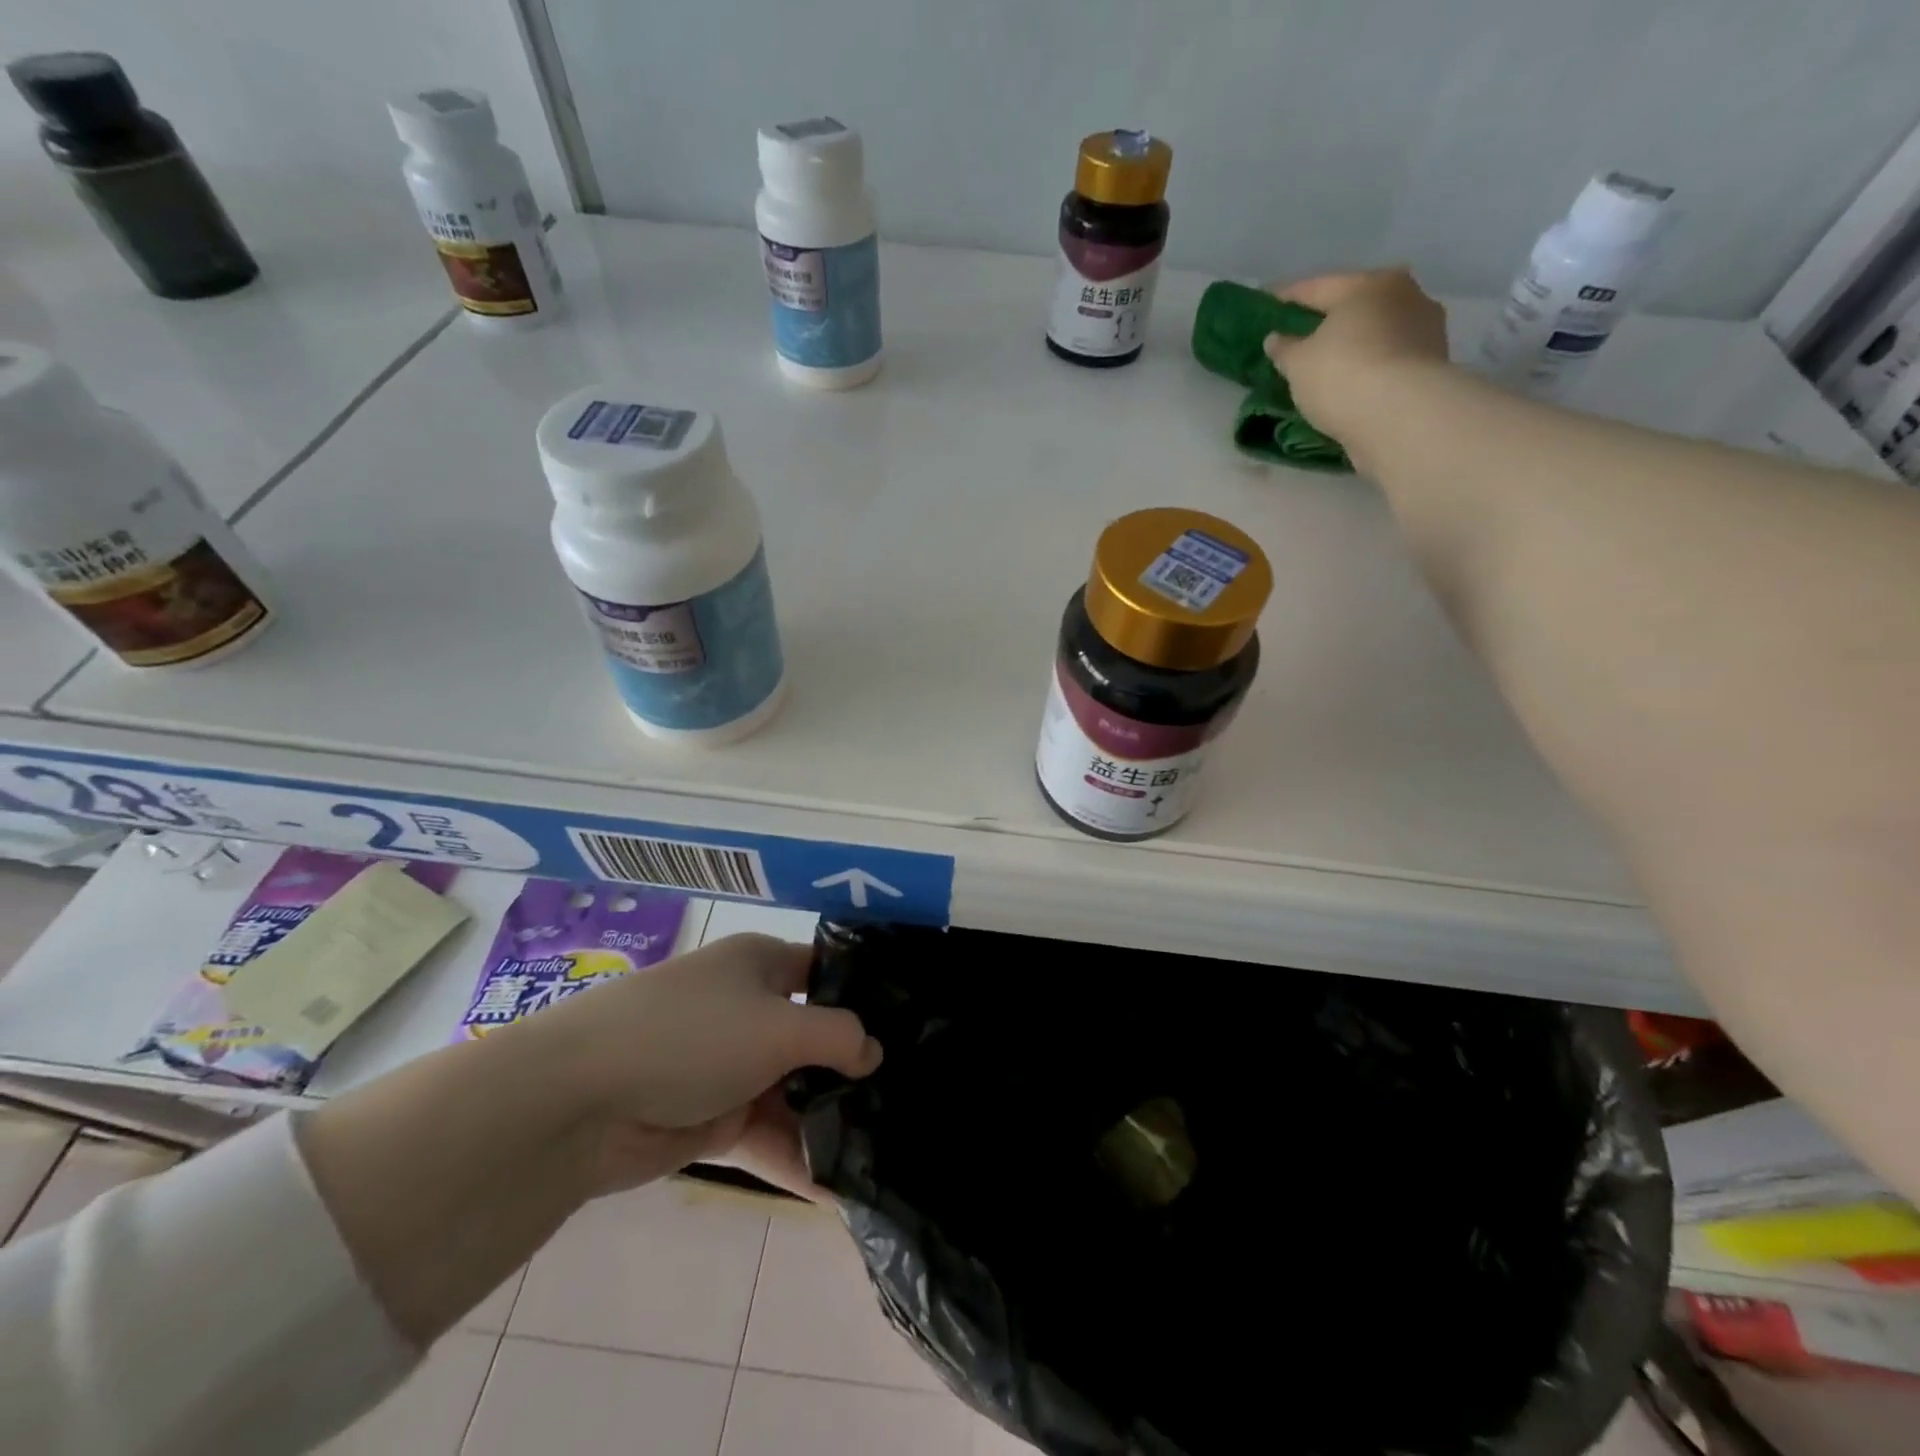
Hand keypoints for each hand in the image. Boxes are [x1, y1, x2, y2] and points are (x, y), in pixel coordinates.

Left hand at [506, 933, 880, 1195]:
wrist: (579, 1101)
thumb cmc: (692, 1035)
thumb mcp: (778, 1026)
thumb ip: (837, 1037)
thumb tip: (873, 1052)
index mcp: (761, 964)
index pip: (826, 972)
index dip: (865, 996)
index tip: (910, 1028)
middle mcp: (749, 1008)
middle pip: (814, 1036)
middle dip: (853, 1068)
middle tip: (908, 1097)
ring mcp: (729, 1065)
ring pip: (792, 1090)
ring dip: (827, 1120)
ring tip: (883, 1151)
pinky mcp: (711, 1117)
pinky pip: (766, 1134)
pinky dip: (795, 1157)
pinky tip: (837, 1190)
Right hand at [1260, 269, 1449, 452]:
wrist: (1401, 415)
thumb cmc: (1342, 375)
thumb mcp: (1298, 363)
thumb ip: (1285, 348)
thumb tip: (1277, 338)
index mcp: (1368, 284)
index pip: (1318, 287)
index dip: (1288, 297)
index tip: (1268, 305)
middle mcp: (1404, 295)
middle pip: (1355, 305)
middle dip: (1328, 320)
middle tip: (1302, 336)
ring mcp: (1425, 328)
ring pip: (1377, 331)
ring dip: (1354, 344)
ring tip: (1329, 364)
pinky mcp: (1433, 363)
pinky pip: (1390, 358)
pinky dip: (1371, 366)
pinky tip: (1354, 382)